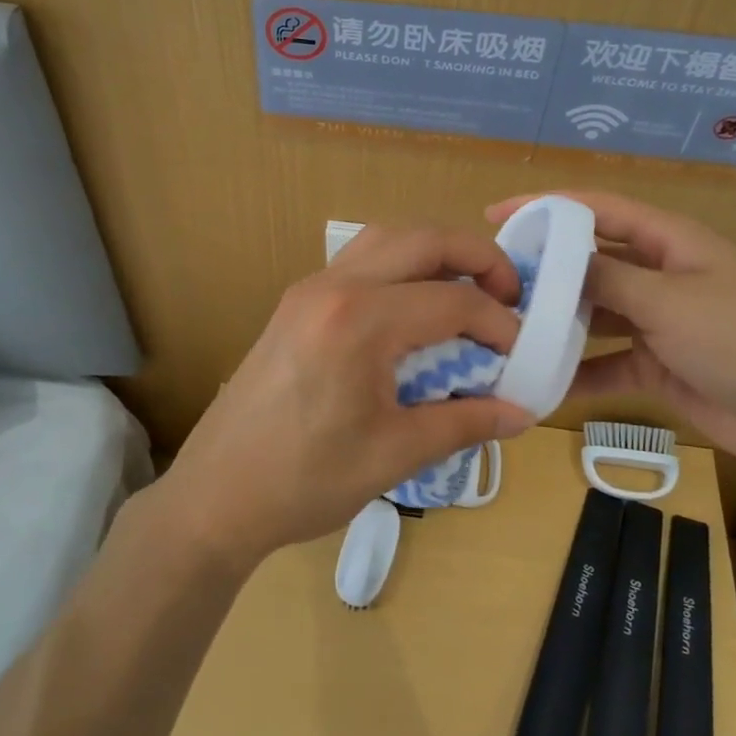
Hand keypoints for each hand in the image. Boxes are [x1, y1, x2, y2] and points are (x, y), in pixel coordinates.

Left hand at [149, 225, 537, 574]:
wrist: (215, 496)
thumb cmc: (305, 480)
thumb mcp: (395, 454)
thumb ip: (464, 423)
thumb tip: (520, 412)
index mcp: (360, 320)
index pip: (452, 300)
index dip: (497, 323)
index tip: (520, 353)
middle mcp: (332, 286)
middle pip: (421, 240)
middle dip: (476, 257)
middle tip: (509, 293)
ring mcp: (307, 290)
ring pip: (385, 239)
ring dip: (433, 253)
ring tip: (465, 290)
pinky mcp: (294, 304)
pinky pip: (358, 261)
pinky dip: (398, 267)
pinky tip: (412, 309)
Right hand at [487, 191, 735, 472]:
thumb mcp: (668, 300)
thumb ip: (607, 278)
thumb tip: (556, 261)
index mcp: (671, 241)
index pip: (598, 210)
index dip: (547, 207)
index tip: (496, 215)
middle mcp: (661, 274)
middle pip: (591, 262)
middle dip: (546, 271)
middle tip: (495, 282)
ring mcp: (658, 321)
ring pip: (595, 313)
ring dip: (559, 323)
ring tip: (507, 330)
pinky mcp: (656, 364)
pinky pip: (607, 361)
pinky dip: (579, 372)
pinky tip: (541, 382)